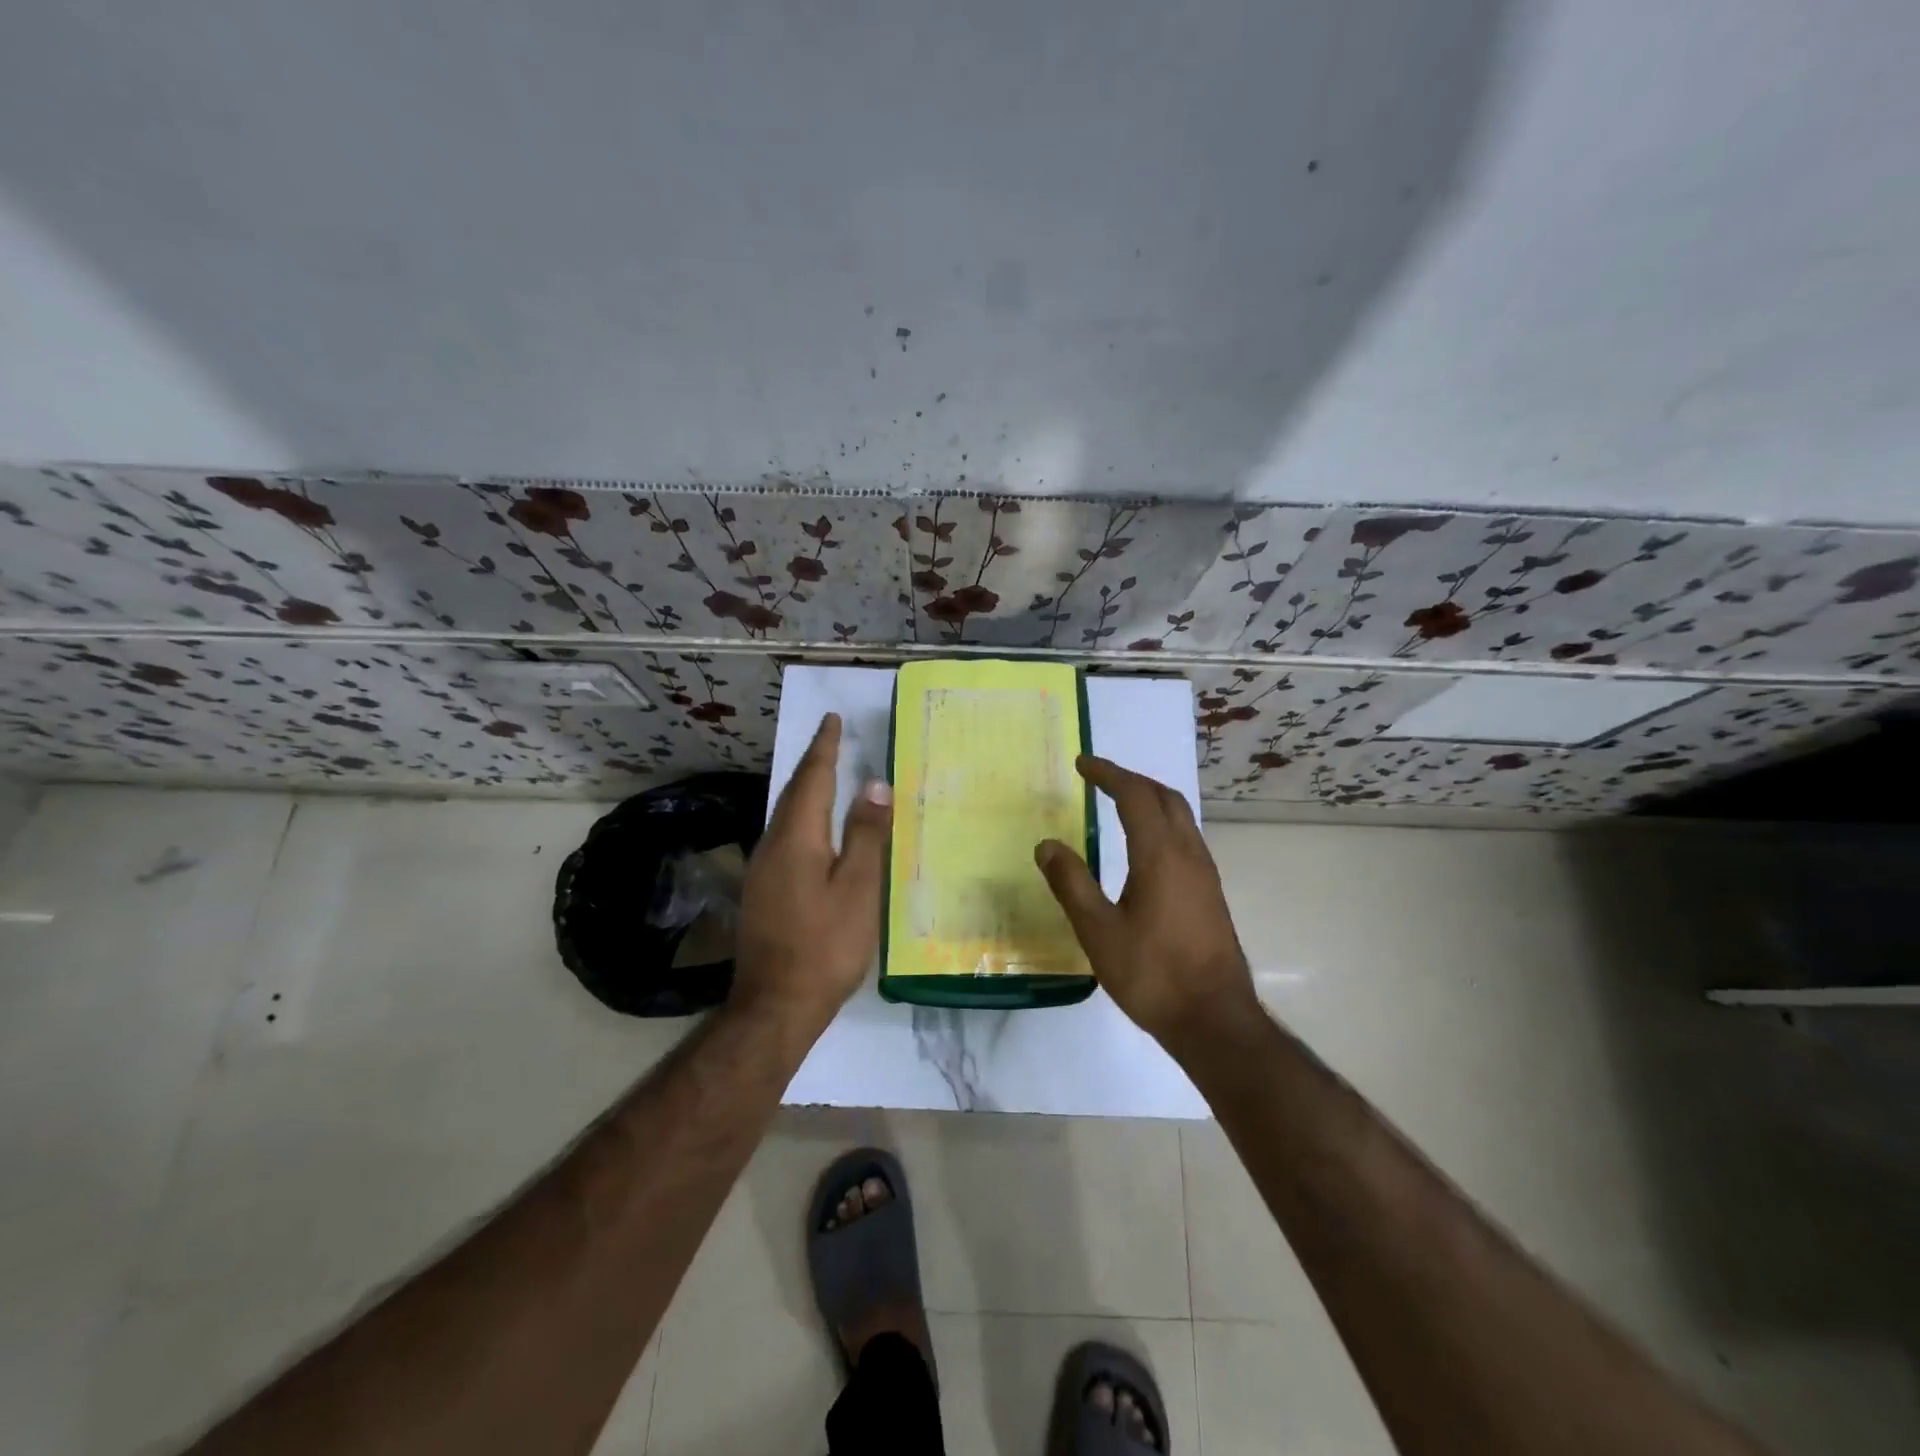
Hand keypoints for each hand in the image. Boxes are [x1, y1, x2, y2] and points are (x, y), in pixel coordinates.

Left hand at [734, 713, 891, 1027]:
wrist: (775, 1005)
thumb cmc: (825, 945)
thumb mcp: (858, 889)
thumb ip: (866, 835)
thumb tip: (874, 784)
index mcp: (797, 838)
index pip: (812, 779)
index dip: (824, 748)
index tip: (831, 719)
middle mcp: (772, 844)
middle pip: (793, 793)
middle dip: (813, 763)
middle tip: (831, 740)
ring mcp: (762, 869)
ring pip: (785, 815)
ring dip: (806, 790)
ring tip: (827, 776)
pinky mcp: (762, 890)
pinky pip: (784, 836)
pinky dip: (803, 817)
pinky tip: (816, 830)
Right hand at [1035, 756, 1261, 1052]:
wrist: (1215, 1020)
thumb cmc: (1152, 975)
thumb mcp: (1098, 932)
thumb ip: (1071, 884)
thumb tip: (1047, 845)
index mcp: (1160, 855)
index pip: (1135, 795)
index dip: (1108, 774)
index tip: (1082, 764)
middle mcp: (1188, 854)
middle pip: (1164, 797)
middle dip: (1131, 780)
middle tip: (1099, 778)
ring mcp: (1205, 873)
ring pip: (1180, 816)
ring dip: (1150, 799)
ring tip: (1118, 802)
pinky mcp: (1210, 893)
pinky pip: (1186, 837)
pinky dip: (1162, 822)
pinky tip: (1145, 847)